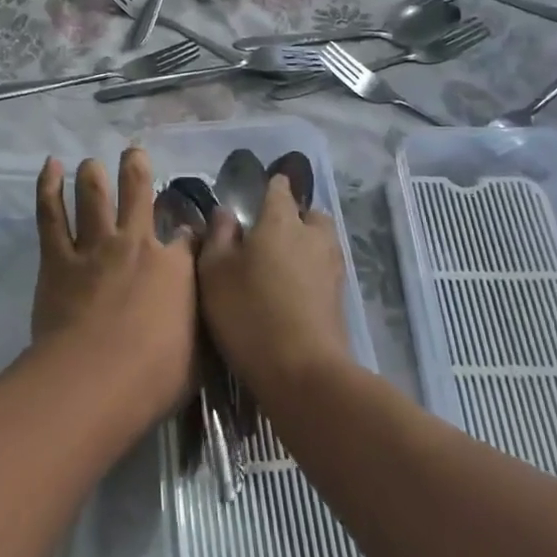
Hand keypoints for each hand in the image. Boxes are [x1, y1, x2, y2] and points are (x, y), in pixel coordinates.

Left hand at [32, 149, 198, 419]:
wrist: (94, 380)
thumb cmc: (154, 377)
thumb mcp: (198, 353)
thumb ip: (200, 323)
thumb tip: (208, 312)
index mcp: (175, 267)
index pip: (188, 237)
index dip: (190, 232)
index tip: (189, 234)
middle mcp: (136, 244)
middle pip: (138, 192)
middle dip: (137, 168)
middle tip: (133, 153)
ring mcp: (94, 247)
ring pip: (94, 195)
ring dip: (93, 173)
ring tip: (91, 162)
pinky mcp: (58, 258)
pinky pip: (51, 215)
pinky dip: (48, 187)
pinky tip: (50, 166)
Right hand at [198, 174, 350, 393]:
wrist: (303, 371)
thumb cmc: (249, 313)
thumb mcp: (215, 273)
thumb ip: (219, 236)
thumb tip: (226, 212)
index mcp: (281, 221)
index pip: (280, 189)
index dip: (272, 185)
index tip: (263, 188)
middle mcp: (312, 236)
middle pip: (311, 214)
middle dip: (296, 216)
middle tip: (271, 233)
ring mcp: (332, 267)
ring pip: (322, 242)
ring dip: (307, 245)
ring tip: (282, 264)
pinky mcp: (340, 298)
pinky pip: (325, 270)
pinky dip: (312, 272)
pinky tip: (293, 290)